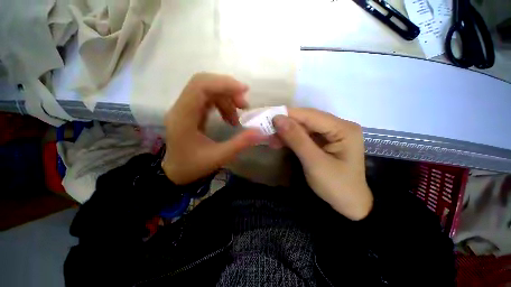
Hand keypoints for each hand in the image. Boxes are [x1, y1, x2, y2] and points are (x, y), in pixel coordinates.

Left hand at [162, 73, 265, 184]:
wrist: (176, 172)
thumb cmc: (193, 166)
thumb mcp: (219, 157)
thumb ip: (240, 143)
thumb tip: (261, 132)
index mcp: (183, 117)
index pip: (200, 86)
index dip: (223, 83)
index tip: (244, 91)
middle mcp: (181, 108)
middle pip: (203, 83)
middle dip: (227, 89)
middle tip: (244, 104)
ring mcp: (184, 108)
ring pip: (207, 90)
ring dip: (226, 98)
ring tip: (238, 116)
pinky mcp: (190, 111)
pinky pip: (208, 99)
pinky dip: (222, 104)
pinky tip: (229, 117)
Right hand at [273, 108, 372, 219]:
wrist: (349, 204)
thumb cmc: (336, 186)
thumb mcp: (314, 162)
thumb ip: (296, 139)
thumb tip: (278, 119)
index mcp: (343, 129)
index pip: (311, 115)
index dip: (289, 115)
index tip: (268, 117)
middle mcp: (338, 126)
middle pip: (307, 120)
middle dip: (286, 124)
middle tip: (267, 129)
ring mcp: (331, 134)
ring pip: (304, 127)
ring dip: (287, 132)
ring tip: (271, 137)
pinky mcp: (324, 142)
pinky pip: (304, 136)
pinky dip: (291, 138)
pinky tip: (280, 142)